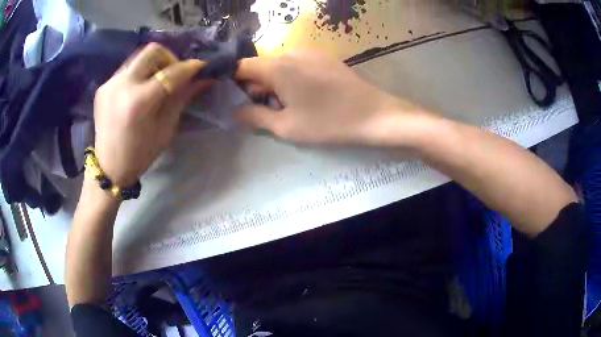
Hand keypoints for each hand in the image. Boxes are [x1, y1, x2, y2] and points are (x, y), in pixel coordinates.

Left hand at [93, 43, 211, 186]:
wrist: (108, 167)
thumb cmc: (140, 155)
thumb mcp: (165, 129)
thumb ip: (181, 98)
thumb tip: (203, 78)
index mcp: (138, 102)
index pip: (170, 72)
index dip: (190, 67)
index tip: (202, 66)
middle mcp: (122, 85)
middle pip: (152, 51)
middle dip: (170, 58)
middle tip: (174, 74)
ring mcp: (110, 83)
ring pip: (139, 57)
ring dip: (154, 64)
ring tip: (156, 83)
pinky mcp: (104, 86)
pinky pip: (128, 69)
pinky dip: (140, 74)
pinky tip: (140, 90)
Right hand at [234, 50, 428, 145]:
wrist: (374, 115)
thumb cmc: (328, 122)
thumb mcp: (286, 126)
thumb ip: (254, 116)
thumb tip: (234, 112)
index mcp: (277, 66)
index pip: (240, 66)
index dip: (231, 82)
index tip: (232, 100)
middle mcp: (290, 52)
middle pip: (260, 66)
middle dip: (255, 87)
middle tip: (264, 111)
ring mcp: (310, 53)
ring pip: (278, 66)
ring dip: (273, 85)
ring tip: (288, 107)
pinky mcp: (324, 57)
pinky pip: (296, 65)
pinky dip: (289, 79)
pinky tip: (305, 97)